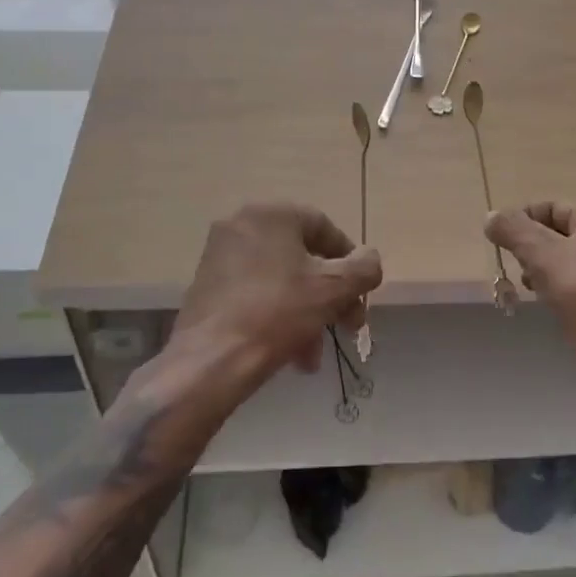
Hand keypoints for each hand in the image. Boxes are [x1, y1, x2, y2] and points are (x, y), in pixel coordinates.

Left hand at [169, 203, 381, 397]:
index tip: (361, 294)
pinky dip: (277, 316)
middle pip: (302, 257)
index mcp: (271, 214)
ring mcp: (220, 256)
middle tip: (347, 326)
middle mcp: (242, 225)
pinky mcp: (207, 286)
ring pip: (281, 280)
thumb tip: (369, 260)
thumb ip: (363, 268)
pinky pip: (255, 293)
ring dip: (307, 313)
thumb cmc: (277, 313)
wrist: (210, 362)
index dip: (351, 262)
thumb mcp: (333, 289)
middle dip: (330, 296)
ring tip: (314, 354)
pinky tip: (290, 353)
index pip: (324, 228)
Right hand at [485, 203, 575, 408]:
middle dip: (531, 248)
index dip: (523, 219)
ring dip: (542, 270)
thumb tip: (491, 217)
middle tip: (513, 266)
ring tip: (527, 288)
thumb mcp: (543, 256)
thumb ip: (514, 231)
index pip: (553, 208)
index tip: (500, 241)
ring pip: (567, 262)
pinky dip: (558, 290)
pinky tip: (547, 305)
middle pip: (560, 235)